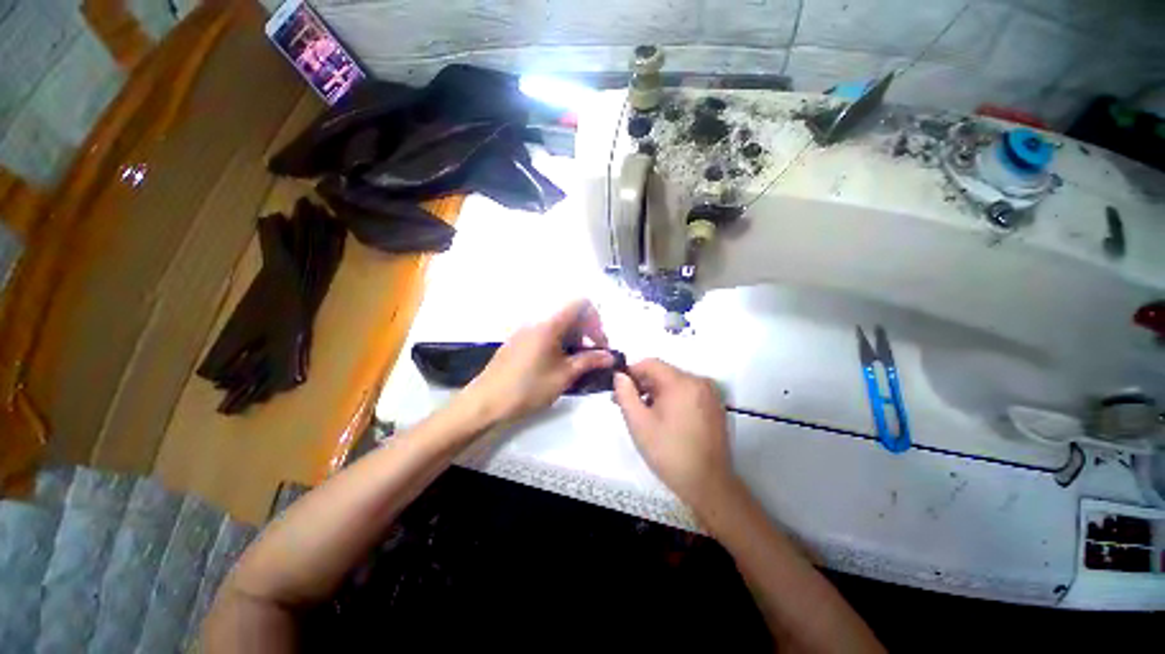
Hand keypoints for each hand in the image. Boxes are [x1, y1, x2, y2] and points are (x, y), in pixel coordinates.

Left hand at [460, 299, 613, 424]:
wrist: (486, 402)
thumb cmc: (528, 388)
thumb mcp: (563, 376)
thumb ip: (589, 361)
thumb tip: (610, 356)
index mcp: (549, 323)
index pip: (580, 303)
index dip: (595, 320)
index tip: (598, 344)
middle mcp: (537, 320)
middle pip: (570, 313)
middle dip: (586, 330)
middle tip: (592, 355)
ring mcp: (525, 330)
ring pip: (558, 324)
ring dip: (573, 337)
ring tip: (577, 362)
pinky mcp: (518, 340)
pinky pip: (545, 332)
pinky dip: (559, 342)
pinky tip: (558, 363)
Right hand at [613, 359, 736, 512]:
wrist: (708, 485)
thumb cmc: (669, 453)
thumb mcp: (639, 423)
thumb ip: (625, 394)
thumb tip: (619, 376)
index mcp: (682, 383)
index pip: (651, 364)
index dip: (632, 372)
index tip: (619, 389)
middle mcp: (699, 382)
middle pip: (663, 373)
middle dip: (642, 384)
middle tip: (626, 403)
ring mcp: (710, 394)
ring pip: (675, 383)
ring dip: (656, 392)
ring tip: (642, 413)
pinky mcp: (714, 406)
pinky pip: (687, 393)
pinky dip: (672, 399)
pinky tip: (662, 418)